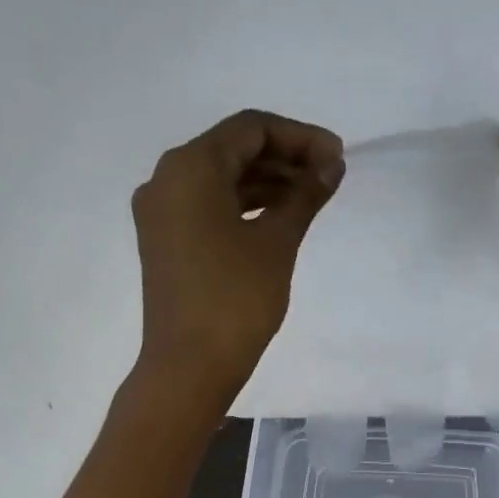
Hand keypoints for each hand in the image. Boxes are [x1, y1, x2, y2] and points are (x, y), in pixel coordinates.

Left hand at [130, 109, 343, 412]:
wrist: (188, 368)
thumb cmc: (235, 301)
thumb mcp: (277, 243)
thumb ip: (305, 196)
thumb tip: (331, 165)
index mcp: (189, 168)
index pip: (250, 129)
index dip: (299, 137)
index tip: (337, 157)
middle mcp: (166, 180)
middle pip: (232, 151)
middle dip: (284, 159)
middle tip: (329, 177)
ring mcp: (161, 213)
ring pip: (220, 182)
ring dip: (266, 184)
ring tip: (311, 199)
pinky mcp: (165, 243)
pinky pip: (207, 208)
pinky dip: (243, 208)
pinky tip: (278, 219)